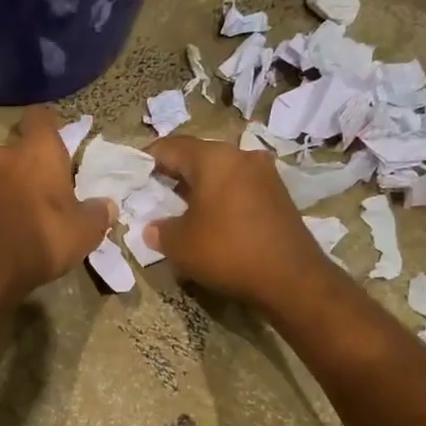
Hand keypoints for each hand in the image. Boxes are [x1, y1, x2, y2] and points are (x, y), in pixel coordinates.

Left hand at [0, 107, 114, 299]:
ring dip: (21, 180)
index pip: (41, 116)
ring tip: (40, 205)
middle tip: (57, 180)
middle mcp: (8, 154)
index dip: (52, 124)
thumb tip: (107, 205)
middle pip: (24, 144)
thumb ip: (98, 213)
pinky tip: (20, 222)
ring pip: (8, 168)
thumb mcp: (86, 230)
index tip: (65, 140)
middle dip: (38, 157)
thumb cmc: (45, 237)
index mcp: (39, 150)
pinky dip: (7, 200)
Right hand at [148, 136, 338, 308]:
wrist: (292, 278)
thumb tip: (153, 228)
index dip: (147, 159)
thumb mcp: (180, 245)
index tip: (133, 173)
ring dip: (200, 187)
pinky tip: (212, 220)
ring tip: (181, 209)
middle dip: (174, 173)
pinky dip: (221, 198)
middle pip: (198, 157)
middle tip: (155, 192)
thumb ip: (160, 231)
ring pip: (221, 172)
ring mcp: (265, 174)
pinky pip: (239, 188)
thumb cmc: (227, 251)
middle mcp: (241, 156)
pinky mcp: (279, 195)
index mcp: (214, 158)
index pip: (171, 147)